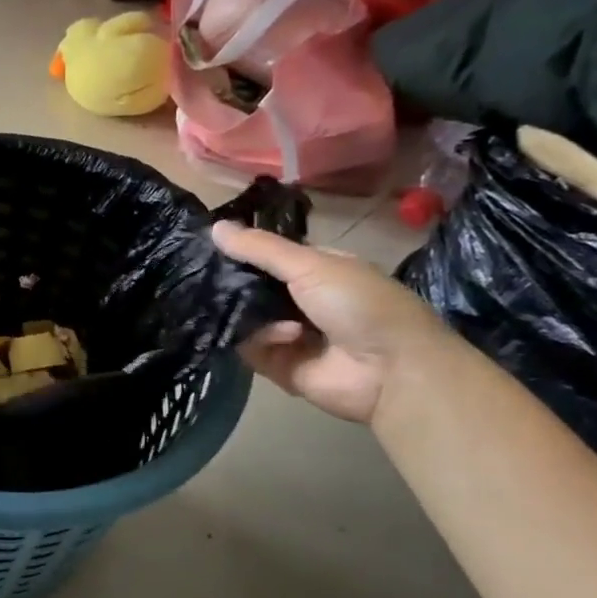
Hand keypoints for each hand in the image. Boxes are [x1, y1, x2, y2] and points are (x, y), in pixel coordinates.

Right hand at [215, 223, 451, 424]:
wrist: (392, 371)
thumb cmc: (360, 304)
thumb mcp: (311, 265)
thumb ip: (261, 248)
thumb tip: (214, 226)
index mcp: (315, 270)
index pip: (266, 256)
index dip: (240, 250)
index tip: (207, 243)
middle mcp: (299, 300)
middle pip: (249, 287)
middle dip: (231, 282)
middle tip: (204, 275)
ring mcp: (287, 334)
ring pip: (243, 316)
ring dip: (246, 311)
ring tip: (249, 307)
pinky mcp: (278, 365)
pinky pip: (249, 347)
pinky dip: (260, 339)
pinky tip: (285, 336)